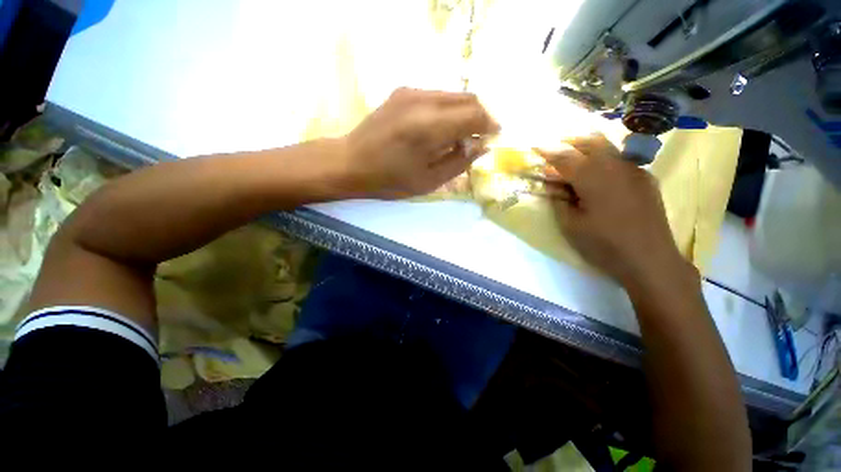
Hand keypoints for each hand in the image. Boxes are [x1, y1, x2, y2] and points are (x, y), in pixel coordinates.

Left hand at [337, 87, 498, 198]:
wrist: (351, 162)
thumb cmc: (390, 180)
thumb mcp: (429, 181)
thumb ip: (459, 161)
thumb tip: (481, 145)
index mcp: (431, 127)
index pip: (475, 114)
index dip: (489, 125)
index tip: (494, 136)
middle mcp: (423, 100)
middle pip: (467, 98)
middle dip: (480, 116)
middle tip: (479, 136)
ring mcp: (411, 92)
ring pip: (453, 95)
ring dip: (464, 112)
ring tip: (461, 135)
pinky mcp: (402, 92)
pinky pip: (437, 96)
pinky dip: (448, 110)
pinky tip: (440, 128)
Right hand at [536, 134, 695, 287]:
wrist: (651, 260)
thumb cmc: (604, 244)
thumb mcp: (570, 225)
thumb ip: (559, 200)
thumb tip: (553, 184)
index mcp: (593, 178)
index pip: (565, 157)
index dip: (548, 151)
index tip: (535, 146)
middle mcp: (616, 166)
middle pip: (591, 142)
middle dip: (570, 142)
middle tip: (555, 152)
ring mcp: (635, 170)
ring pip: (608, 148)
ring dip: (587, 150)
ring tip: (574, 162)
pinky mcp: (645, 179)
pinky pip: (620, 161)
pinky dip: (604, 161)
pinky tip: (598, 177)